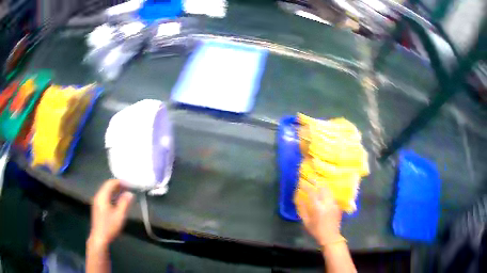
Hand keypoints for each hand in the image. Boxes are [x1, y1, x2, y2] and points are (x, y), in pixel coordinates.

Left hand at [89, 179, 133, 247]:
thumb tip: (130, 193)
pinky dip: (112, 195)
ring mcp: (96, 201)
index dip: (120, 182)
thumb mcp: (119, 215)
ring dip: (115, 190)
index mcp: (102, 196)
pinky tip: (118, 200)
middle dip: (118, 185)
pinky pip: (105, 196)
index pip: (110, 183)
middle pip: (107, 186)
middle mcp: (98, 196)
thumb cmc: (109, 226)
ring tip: (125, 193)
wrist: (99, 237)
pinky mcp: (97, 206)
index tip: (129, 183)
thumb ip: (124, 203)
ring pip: (106, 191)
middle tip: (129, 188)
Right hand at [295, 183, 342, 246]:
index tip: (301, 182)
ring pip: (329, 190)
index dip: (306, 186)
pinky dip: (327, 192)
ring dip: (322, 186)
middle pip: (323, 187)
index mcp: (318, 207)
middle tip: (310, 179)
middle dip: (316, 182)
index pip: (312, 192)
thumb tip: (299, 199)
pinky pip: (332, 195)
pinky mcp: (338, 205)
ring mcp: (334, 203)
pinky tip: (324, 194)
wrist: (330, 236)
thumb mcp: (306, 222)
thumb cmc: (316, 230)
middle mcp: (327, 203)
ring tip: (317, 184)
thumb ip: (303, 209)